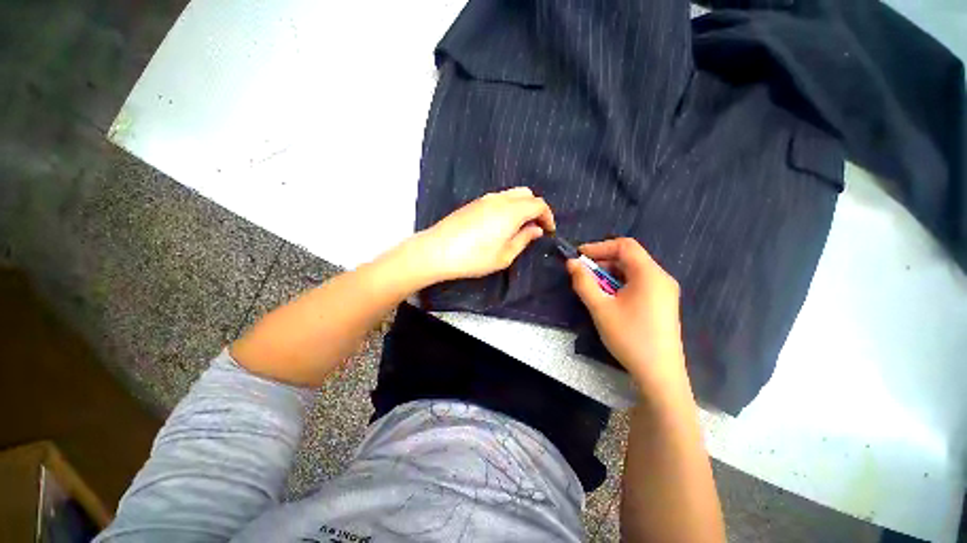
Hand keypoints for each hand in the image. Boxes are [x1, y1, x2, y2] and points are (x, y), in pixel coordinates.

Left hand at [413, 187, 555, 280]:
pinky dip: (508, 206)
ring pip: (511, 194)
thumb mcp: (504, 256)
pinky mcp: (473, 203)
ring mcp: (484, 199)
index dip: (548, 216)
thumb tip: (536, 229)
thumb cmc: (474, 258)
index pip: (538, 204)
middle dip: (536, 208)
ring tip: (519, 226)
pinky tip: (501, 224)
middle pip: (526, 194)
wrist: (437, 251)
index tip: (549, 230)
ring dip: (521, 206)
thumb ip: (524, 239)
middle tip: (535, 227)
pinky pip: (498, 199)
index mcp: (511, 211)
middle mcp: (499, 199)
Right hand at [567, 238, 686, 394]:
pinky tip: (609, 299)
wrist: (659, 374)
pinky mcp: (663, 303)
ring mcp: (665, 291)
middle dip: (603, 261)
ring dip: (610, 274)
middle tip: (582, 274)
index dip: (599, 246)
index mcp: (649, 274)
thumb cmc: (629, 337)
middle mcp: (661, 277)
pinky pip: (639, 283)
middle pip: (629, 257)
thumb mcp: (600, 308)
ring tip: (593, 288)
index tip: (578, 256)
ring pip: (633, 271)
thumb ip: (583, 282)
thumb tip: (571, 263)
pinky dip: (620, 284)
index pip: (624, 245)